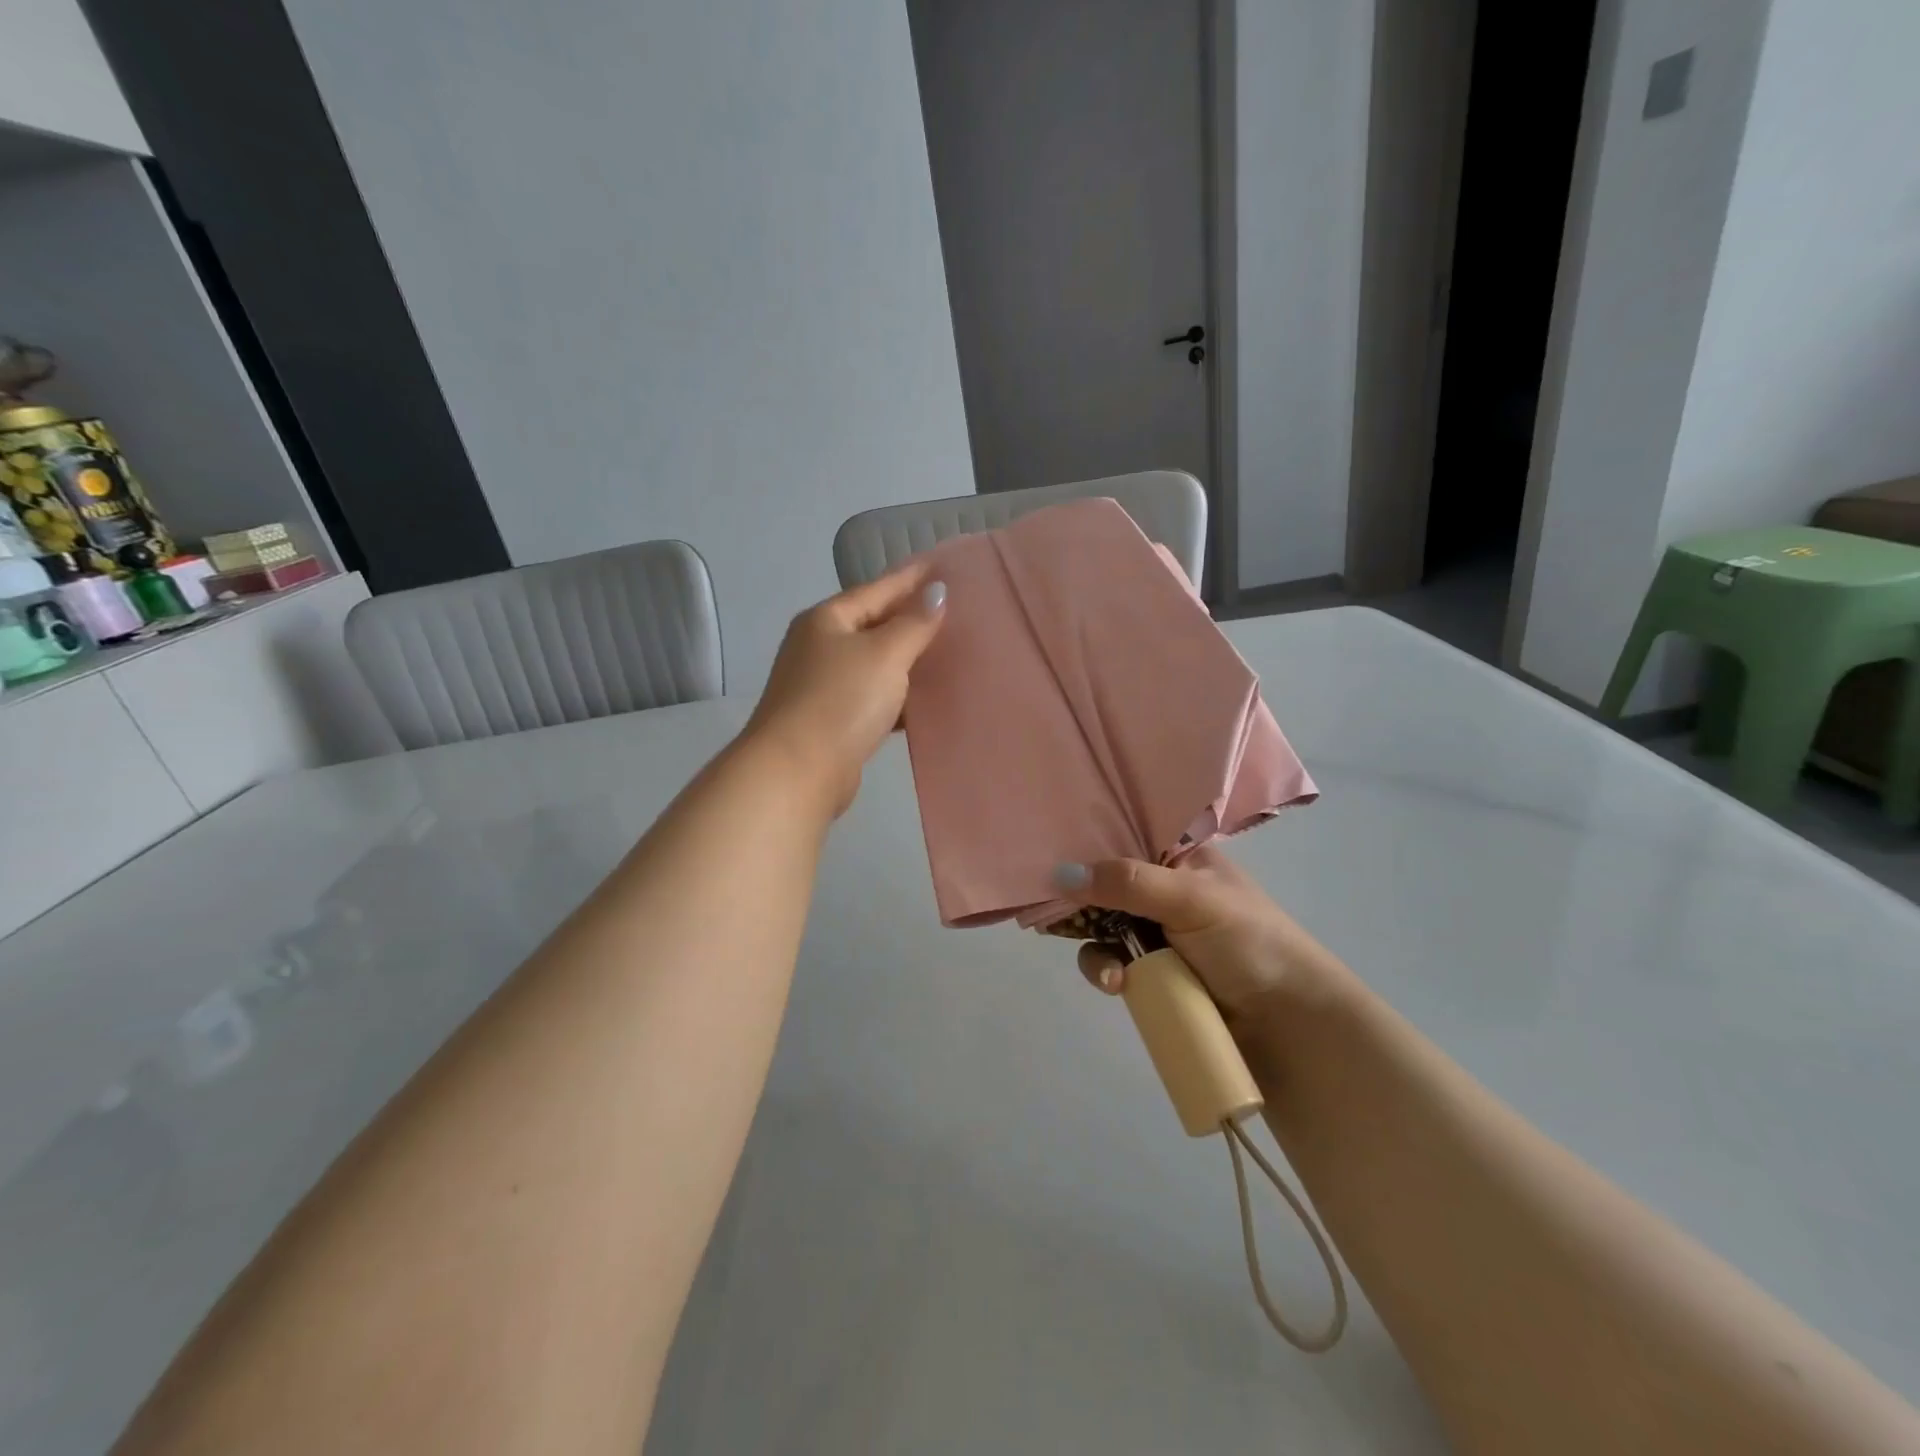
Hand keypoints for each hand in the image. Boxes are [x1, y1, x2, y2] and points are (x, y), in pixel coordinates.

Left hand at [744, 564, 946, 816]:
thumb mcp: (885, 654)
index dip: (912, 578)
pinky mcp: (833, 722)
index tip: (945, 568)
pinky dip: (898, 697)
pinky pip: (874, 698)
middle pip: (874, 625)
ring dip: (908, 661)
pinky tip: (926, 701)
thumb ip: (914, 623)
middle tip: (957, 612)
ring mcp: (823, 686)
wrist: (796, 771)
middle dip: (912, 620)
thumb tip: (937, 591)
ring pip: (875, 665)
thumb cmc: (841, 701)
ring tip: (949, 654)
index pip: (877, 589)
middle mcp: (819, 648)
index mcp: (826, 620)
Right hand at [1053, 847, 1349, 1026]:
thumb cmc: (1249, 943)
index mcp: (1181, 858)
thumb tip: (1060, 874)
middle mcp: (1164, 890)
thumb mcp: (1190, 899)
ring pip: (1101, 928)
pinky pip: (1111, 964)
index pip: (1125, 837)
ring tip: (1113, 973)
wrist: (1290, 1026)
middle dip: (1082, 901)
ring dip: (1096, 948)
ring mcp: (1156, 934)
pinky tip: (1118, 986)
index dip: (1088, 843)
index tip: (1050, 849)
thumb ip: (1128, 883)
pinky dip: (1107, 972)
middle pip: (1104, 885)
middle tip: (1053, 912)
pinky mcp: (1152, 975)